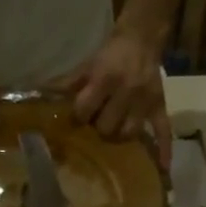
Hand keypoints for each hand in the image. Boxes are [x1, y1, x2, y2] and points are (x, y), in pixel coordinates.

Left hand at [55, 26, 173, 165]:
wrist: (141, 38)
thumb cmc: (110, 54)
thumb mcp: (87, 65)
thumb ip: (68, 84)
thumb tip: (42, 96)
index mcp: (105, 78)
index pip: (85, 110)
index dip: (79, 115)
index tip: (78, 116)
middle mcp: (127, 91)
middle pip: (106, 127)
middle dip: (98, 127)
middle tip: (98, 122)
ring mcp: (144, 101)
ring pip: (128, 133)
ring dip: (119, 136)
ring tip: (115, 131)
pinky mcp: (159, 106)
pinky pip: (163, 130)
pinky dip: (163, 149)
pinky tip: (162, 168)